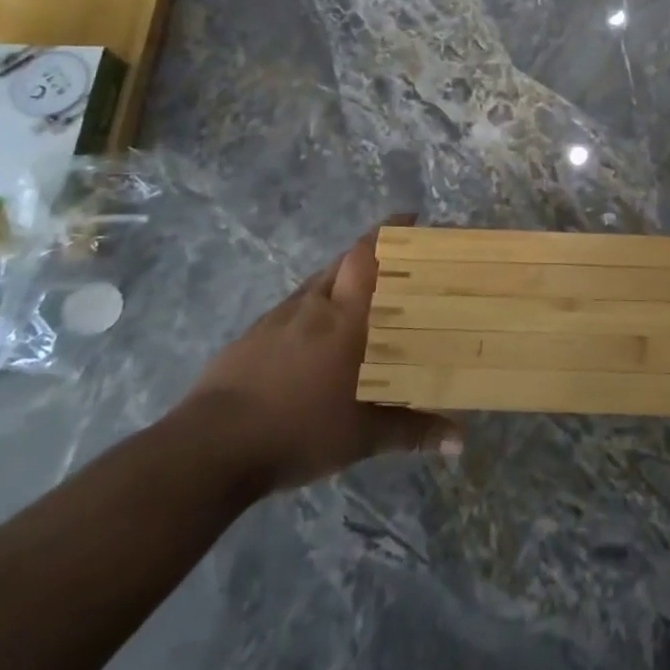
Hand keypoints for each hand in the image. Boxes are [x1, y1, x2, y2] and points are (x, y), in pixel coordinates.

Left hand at [177, 217, 461, 494]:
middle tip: (394, 270)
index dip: (389, 231)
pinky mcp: (250, 337)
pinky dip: (309, 313)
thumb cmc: (297, 431)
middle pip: (343, 262)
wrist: (209, 449)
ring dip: (338, 284)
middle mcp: (312, 305)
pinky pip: (291, 310)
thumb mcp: (362, 437)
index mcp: (344, 317)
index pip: (367, 255)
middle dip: (368, 257)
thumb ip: (412, 431)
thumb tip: (461, 441)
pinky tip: (313, 343)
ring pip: (315, 285)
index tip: (410, 219)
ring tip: (357, 305)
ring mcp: (276, 318)